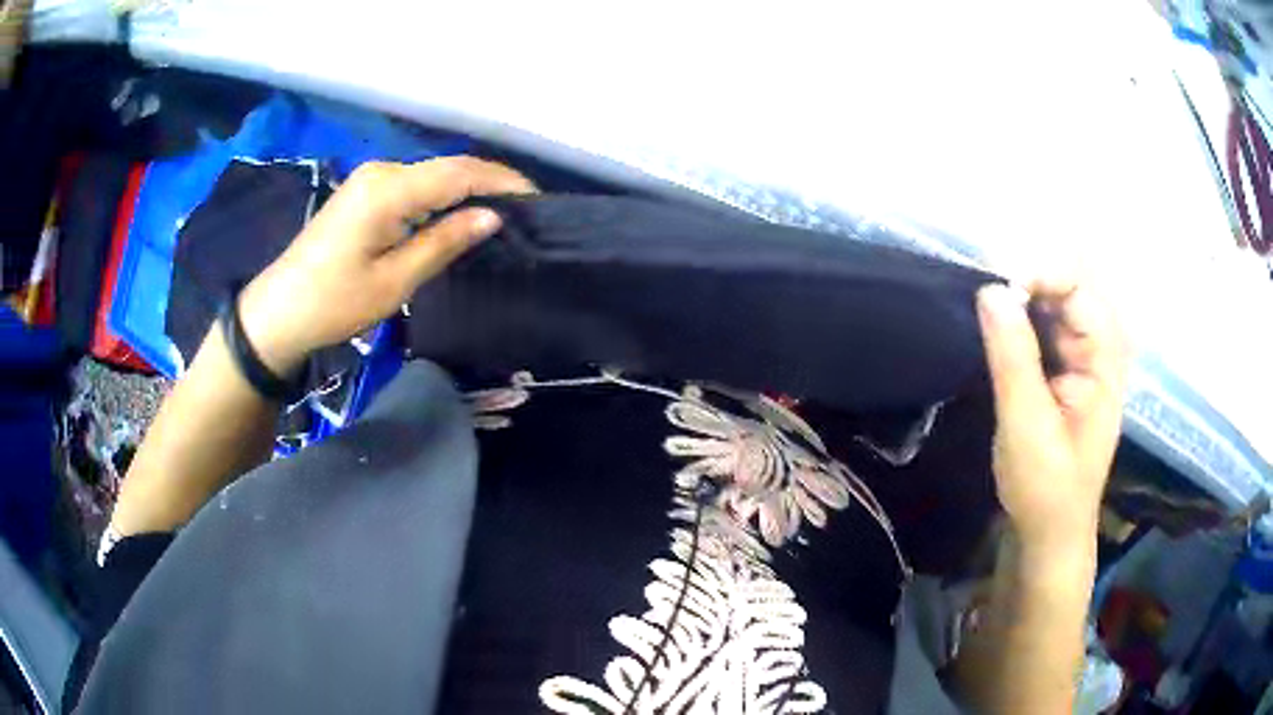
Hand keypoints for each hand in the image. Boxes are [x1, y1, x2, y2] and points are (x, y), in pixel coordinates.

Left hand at [238, 157, 535, 373]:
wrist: (279, 312)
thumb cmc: (334, 303)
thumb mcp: (395, 281)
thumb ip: (444, 242)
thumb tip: (491, 217)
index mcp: (389, 189)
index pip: (460, 172)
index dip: (502, 181)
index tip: (537, 200)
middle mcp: (382, 172)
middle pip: (448, 168)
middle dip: (488, 185)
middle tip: (523, 214)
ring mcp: (370, 179)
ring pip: (432, 176)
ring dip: (466, 191)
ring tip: (499, 216)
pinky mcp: (364, 193)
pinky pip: (414, 186)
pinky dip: (441, 198)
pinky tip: (458, 216)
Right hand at [976, 279, 1126, 554]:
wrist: (1049, 534)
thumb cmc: (1044, 488)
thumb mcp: (1026, 425)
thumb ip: (1013, 356)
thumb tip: (990, 289)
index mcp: (1105, 360)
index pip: (1080, 288)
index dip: (1040, 274)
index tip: (994, 284)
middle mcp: (1101, 349)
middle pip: (1071, 286)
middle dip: (1030, 278)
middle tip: (986, 290)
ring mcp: (1085, 359)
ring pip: (1058, 303)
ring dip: (1024, 296)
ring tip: (987, 303)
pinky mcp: (1067, 370)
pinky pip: (1048, 325)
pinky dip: (1023, 316)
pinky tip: (1000, 325)